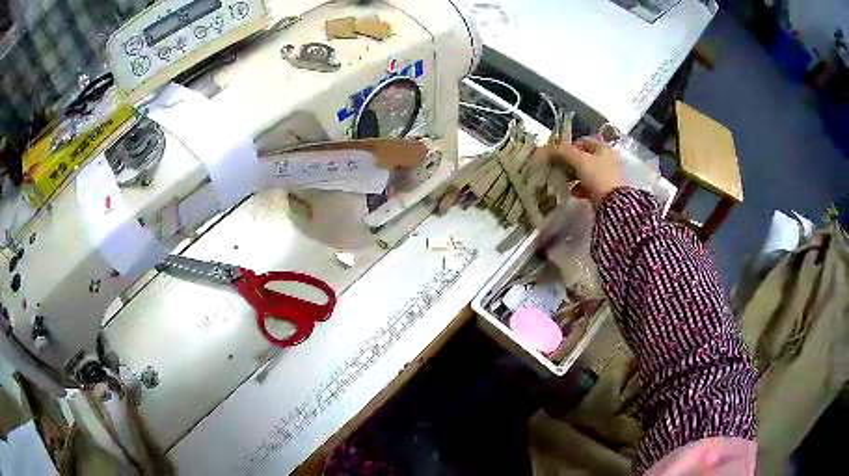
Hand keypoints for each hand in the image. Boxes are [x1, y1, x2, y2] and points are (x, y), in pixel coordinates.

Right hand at [550, 137, 626, 207]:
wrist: (614, 203)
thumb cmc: (597, 176)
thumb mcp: (579, 160)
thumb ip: (564, 152)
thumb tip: (550, 149)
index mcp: (603, 148)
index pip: (584, 141)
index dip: (570, 146)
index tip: (560, 155)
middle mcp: (608, 159)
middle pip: (585, 158)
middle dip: (572, 164)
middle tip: (561, 169)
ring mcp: (608, 176)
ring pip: (587, 173)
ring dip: (575, 177)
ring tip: (566, 182)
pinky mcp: (606, 191)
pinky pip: (590, 186)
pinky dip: (581, 188)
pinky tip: (574, 193)